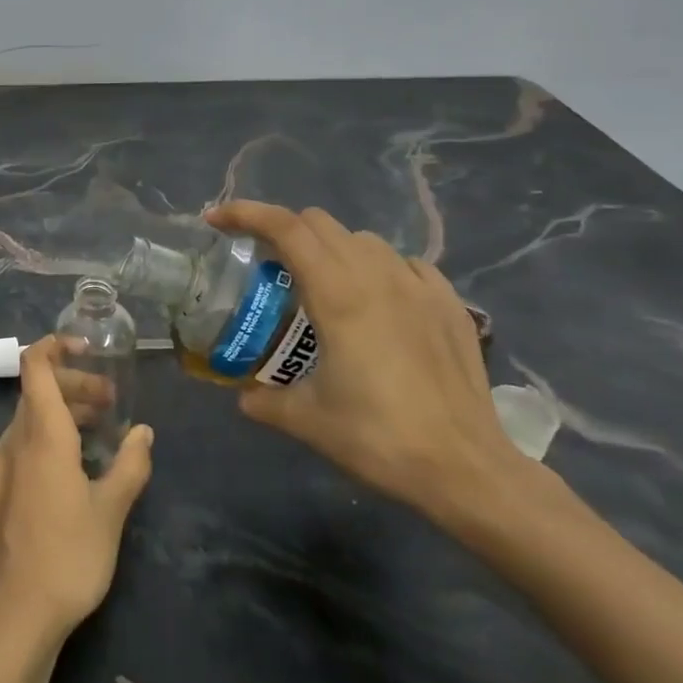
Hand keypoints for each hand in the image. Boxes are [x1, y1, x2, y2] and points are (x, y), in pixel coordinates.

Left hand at [0, 336, 153, 646]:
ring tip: (91, 441)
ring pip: (24, 426)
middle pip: (36, 396)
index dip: (55, 347)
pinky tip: (60, 479)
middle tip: (108, 407)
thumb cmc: (68, 559)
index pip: (36, 367)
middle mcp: (10, 444)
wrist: (10, 621)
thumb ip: (130, 466)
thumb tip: (143, 433)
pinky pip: (13, 454)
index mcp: (41, 437)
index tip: (85, 350)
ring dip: (57, 420)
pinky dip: (38, 446)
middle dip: (72, 390)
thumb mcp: (111, 512)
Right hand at [203, 200, 526, 522]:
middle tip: (266, 265)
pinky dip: (377, 268)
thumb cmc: (378, 438)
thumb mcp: (307, 420)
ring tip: (321, 287)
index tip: (216, 220)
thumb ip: (265, 400)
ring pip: (362, 239)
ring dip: (330, 249)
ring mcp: (419, 286)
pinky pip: (403, 263)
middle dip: (283, 231)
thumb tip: (244, 396)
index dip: (245, 214)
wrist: (466, 468)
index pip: (285, 228)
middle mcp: (378, 276)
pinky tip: (377, 302)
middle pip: (319, 223)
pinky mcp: (449, 303)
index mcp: (338, 294)